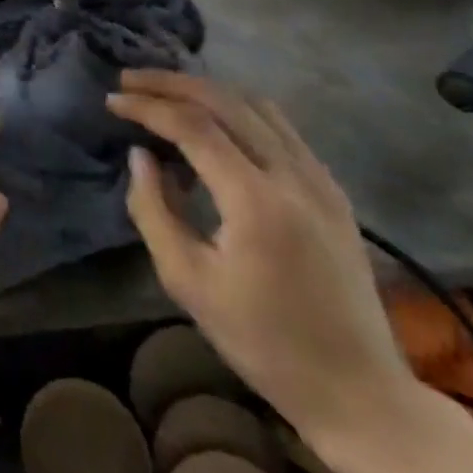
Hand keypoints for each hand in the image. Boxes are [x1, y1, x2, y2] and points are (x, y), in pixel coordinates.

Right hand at [107, 70, 415, 447]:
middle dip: (172, 83)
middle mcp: (293, 176)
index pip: (193, 126)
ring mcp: (320, 179)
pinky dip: (239, 110)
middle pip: (225, 101)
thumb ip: (154, 210)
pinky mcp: (332, 190)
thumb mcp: (188, 283)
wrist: (359, 393)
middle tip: (131, 80)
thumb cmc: (263, 343)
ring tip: (167, 93)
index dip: (147, 106)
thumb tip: (140, 155)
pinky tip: (216, 123)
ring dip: (206, 91)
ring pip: (257, 105)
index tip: (112, 100)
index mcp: (256, 201)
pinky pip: (281, 127)